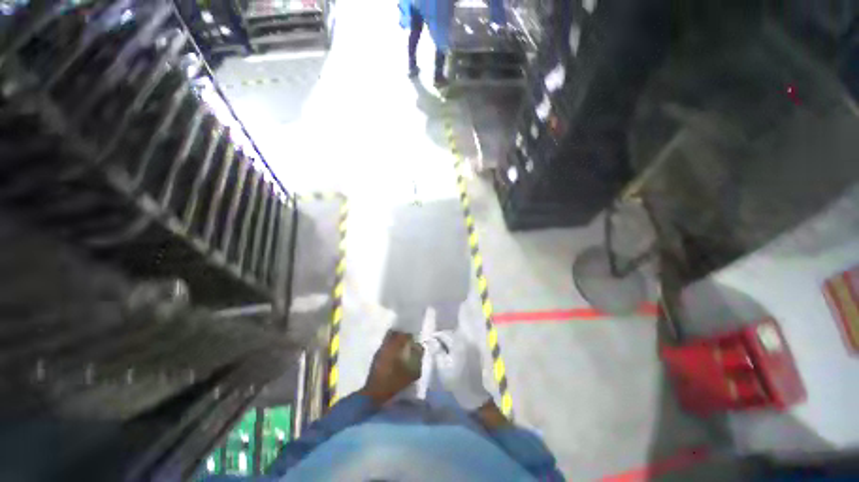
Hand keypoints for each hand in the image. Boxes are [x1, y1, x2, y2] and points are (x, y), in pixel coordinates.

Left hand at [360, 330, 421, 405]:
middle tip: (407, 342)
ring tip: (400, 350)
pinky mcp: (375, 358)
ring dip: (394, 342)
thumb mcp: (412, 372)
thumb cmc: (394, 382)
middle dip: (400, 336)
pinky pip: (384, 347)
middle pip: (393, 333)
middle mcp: (385, 345)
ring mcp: (379, 351)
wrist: (375, 394)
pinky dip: (389, 348)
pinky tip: (393, 357)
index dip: (409, 336)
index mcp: (394, 346)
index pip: (403, 335)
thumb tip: (419, 348)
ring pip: (387, 339)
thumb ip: (418, 358)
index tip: (413, 340)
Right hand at [435, 332, 492, 410]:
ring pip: (457, 338)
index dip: (436, 336)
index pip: (444, 333)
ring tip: (442, 348)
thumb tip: (430, 340)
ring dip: (449, 340)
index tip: (429, 340)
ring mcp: (471, 346)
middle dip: (442, 337)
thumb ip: (436, 350)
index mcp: (457, 343)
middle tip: (434, 344)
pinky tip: (451, 352)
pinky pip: (462, 343)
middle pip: (451, 334)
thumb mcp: (441, 366)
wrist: (473, 393)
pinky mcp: (474, 351)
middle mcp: (465, 341)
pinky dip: (455, 344)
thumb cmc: (455, 380)